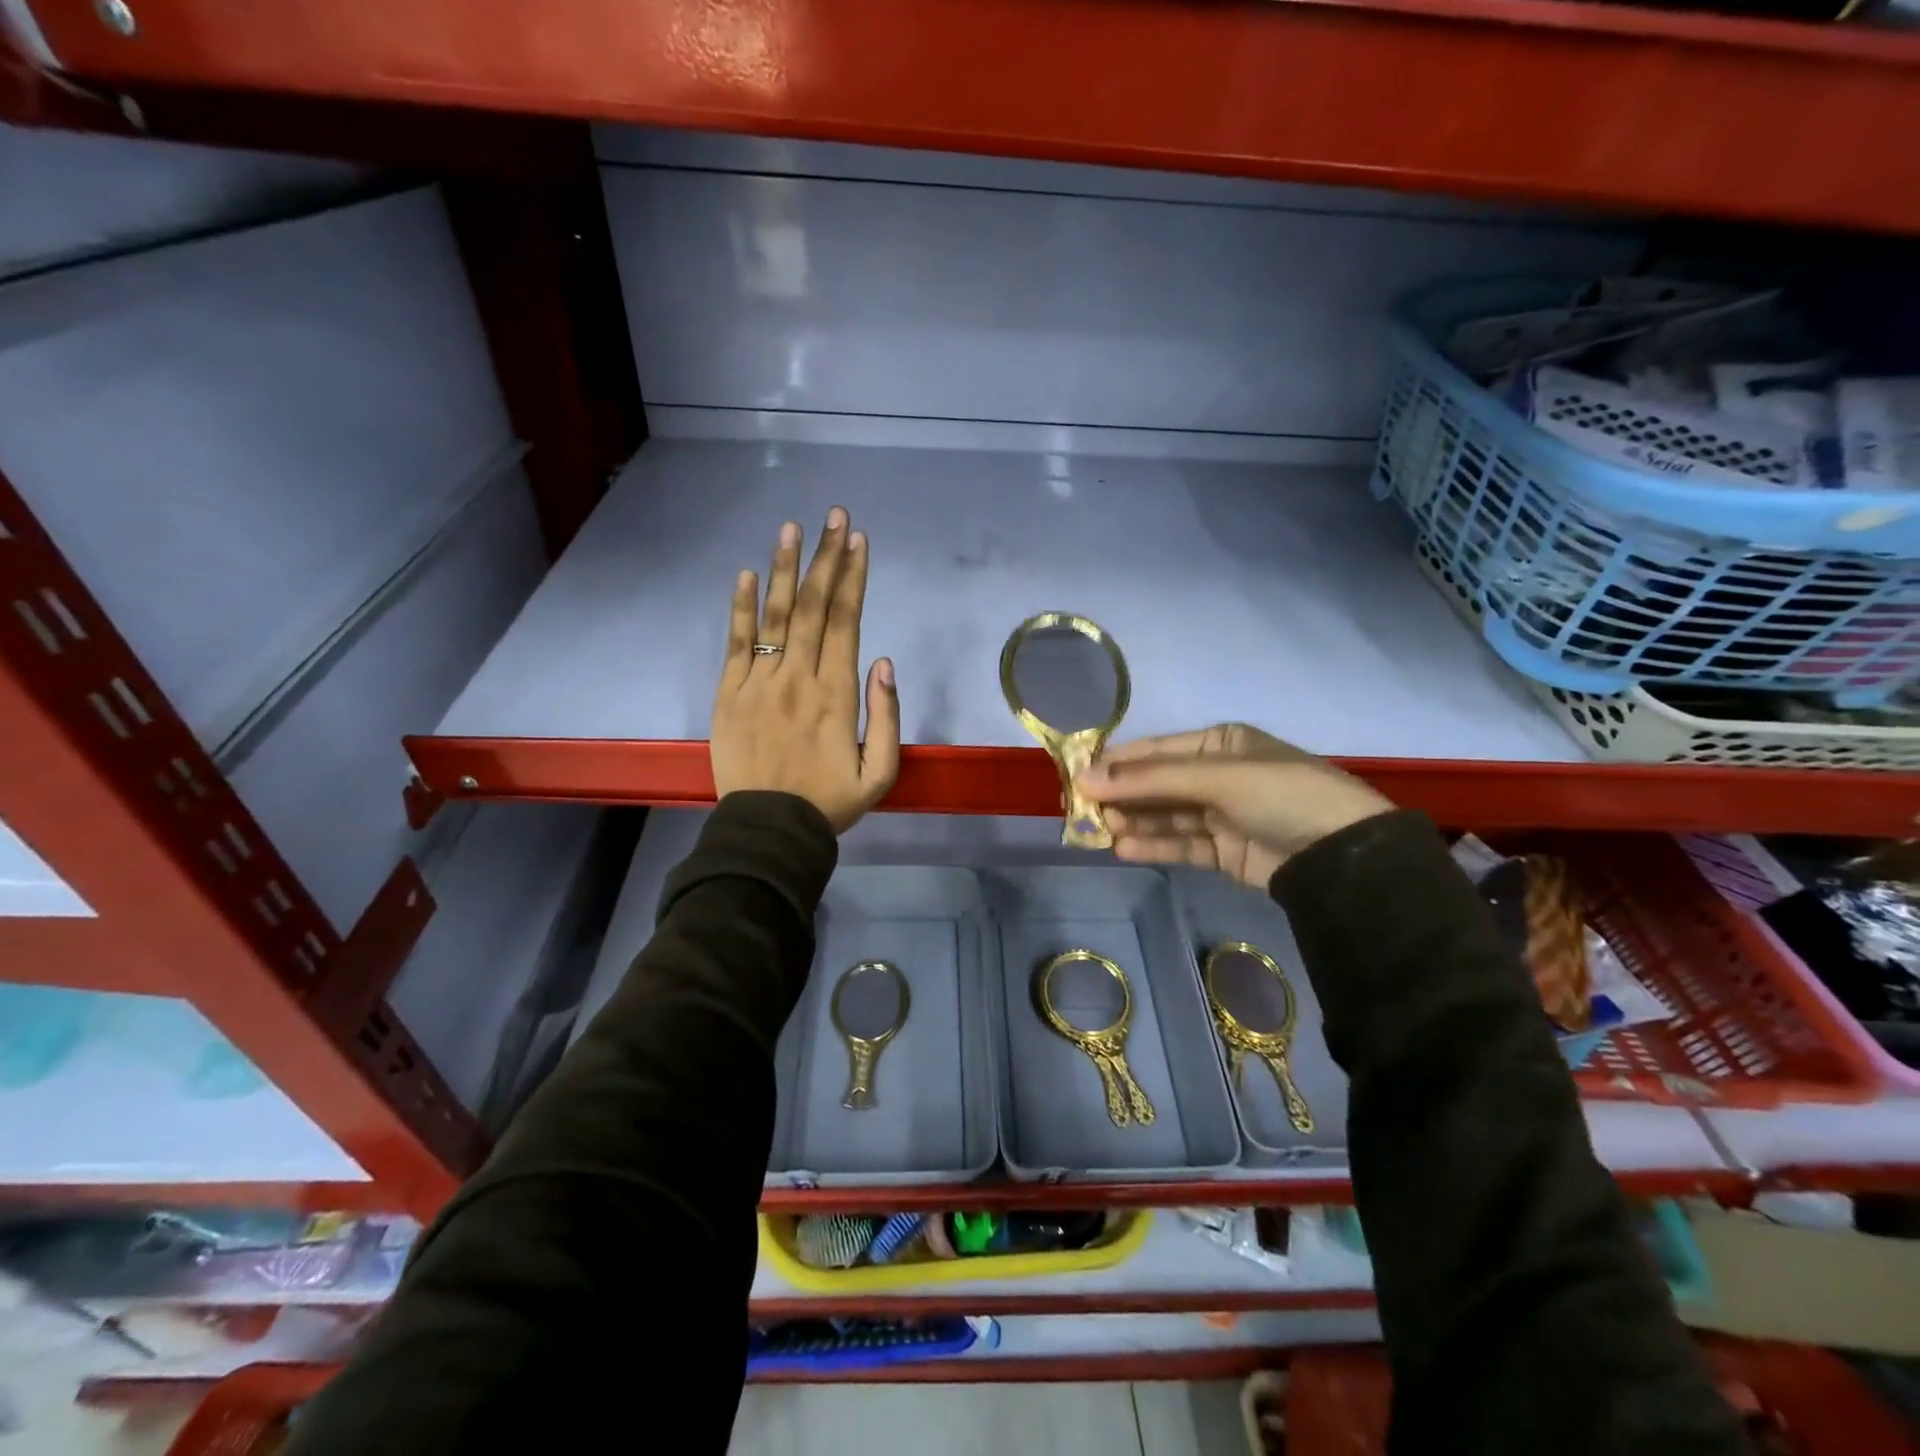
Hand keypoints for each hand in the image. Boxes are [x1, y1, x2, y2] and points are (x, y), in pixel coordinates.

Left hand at [711, 507, 899, 832]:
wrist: (769, 830)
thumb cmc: (829, 802)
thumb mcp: (880, 773)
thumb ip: (886, 716)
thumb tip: (884, 661)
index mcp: (837, 694)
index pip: (847, 622)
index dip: (853, 578)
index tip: (858, 541)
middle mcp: (799, 677)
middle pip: (815, 607)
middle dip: (827, 558)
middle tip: (834, 517)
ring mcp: (759, 682)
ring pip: (775, 615)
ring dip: (785, 569)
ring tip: (792, 529)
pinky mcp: (729, 694)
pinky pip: (736, 643)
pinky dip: (740, 607)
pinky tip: (745, 575)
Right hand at [1075, 724, 1392, 889]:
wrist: (1342, 856)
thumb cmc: (1280, 795)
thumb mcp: (1215, 777)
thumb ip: (1149, 780)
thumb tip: (1084, 778)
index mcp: (1218, 743)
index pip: (1155, 750)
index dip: (1116, 763)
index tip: (1075, 777)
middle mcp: (1217, 774)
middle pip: (1156, 784)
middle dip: (1121, 796)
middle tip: (1082, 811)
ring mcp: (1220, 814)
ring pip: (1164, 816)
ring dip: (1133, 823)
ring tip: (1100, 833)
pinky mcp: (1223, 851)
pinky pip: (1180, 844)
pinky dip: (1153, 846)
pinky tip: (1124, 849)